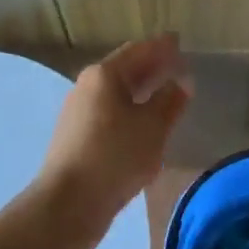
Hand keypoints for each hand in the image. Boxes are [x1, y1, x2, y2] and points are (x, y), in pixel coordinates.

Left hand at [34, 32, 191, 248]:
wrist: (66, 205)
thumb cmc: (114, 156)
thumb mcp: (152, 127)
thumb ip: (170, 100)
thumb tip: (181, 81)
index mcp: (104, 75)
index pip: (139, 50)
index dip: (161, 47)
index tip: (179, 42)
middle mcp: (87, 86)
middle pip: (125, 69)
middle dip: (152, 67)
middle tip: (177, 68)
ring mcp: (79, 112)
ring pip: (117, 93)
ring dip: (141, 91)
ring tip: (166, 96)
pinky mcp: (77, 137)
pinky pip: (110, 114)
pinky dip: (130, 111)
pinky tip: (144, 126)